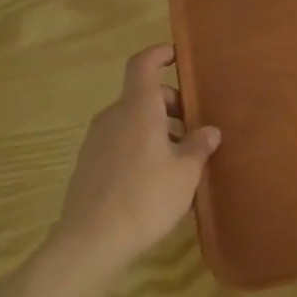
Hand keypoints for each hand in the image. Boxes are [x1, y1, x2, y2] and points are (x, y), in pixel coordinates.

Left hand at [52, 44, 219, 273]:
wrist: (90, 242)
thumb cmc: (146, 197)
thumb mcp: (186, 172)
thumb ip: (198, 146)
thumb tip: (208, 131)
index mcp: (138, 108)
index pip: (143, 64)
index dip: (159, 54)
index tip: (177, 57)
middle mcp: (113, 116)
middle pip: (142, 95)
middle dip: (170, 104)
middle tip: (194, 127)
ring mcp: (96, 141)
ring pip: (131, 121)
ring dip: (156, 129)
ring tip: (180, 158)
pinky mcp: (88, 166)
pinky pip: (120, 143)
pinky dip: (140, 147)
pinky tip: (155, 179)